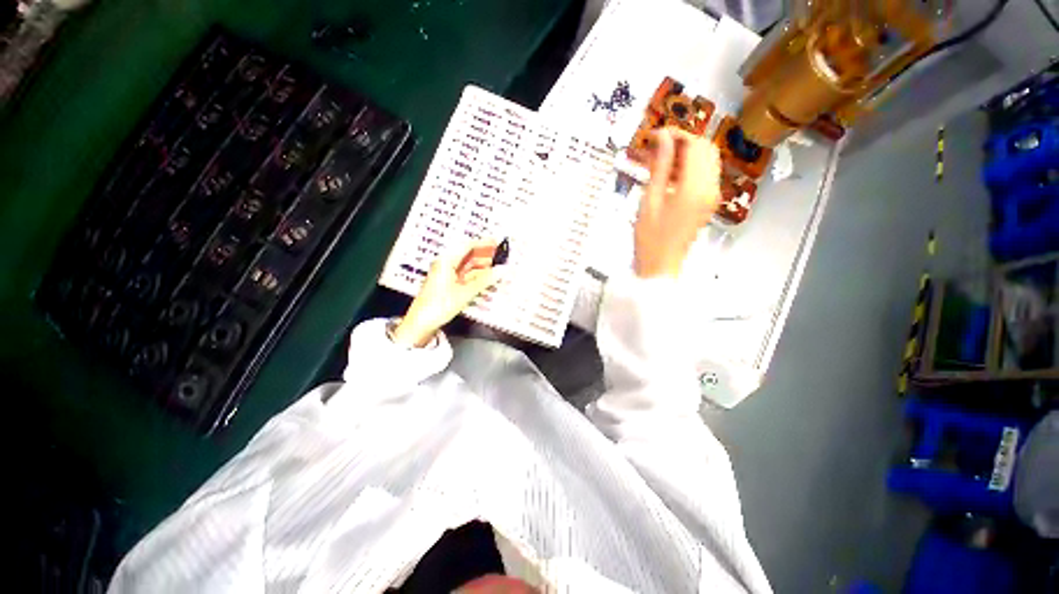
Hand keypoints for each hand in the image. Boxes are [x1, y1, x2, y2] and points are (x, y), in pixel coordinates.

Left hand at [391, 240, 504, 347]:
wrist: (421, 323)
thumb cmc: (438, 306)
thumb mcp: (465, 292)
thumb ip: (485, 280)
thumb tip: (502, 270)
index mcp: (446, 261)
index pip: (468, 246)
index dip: (484, 243)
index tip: (497, 243)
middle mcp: (446, 265)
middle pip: (468, 255)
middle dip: (485, 255)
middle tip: (501, 256)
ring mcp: (447, 275)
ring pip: (468, 266)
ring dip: (482, 267)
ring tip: (498, 267)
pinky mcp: (449, 285)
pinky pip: (466, 276)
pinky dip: (477, 276)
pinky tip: (487, 279)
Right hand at [634, 127, 721, 278]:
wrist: (661, 265)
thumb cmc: (650, 238)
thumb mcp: (650, 200)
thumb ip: (659, 166)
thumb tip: (662, 137)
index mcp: (695, 187)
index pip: (695, 145)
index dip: (676, 134)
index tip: (656, 135)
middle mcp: (711, 187)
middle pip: (706, 149)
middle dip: (683, 142)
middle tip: (657, 147)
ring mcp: (712, 195)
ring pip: (707, 160)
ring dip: (687, 154)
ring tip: (660, 161)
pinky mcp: (708, 202)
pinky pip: (705, 175)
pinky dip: (690, 168)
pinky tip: (668, 176)